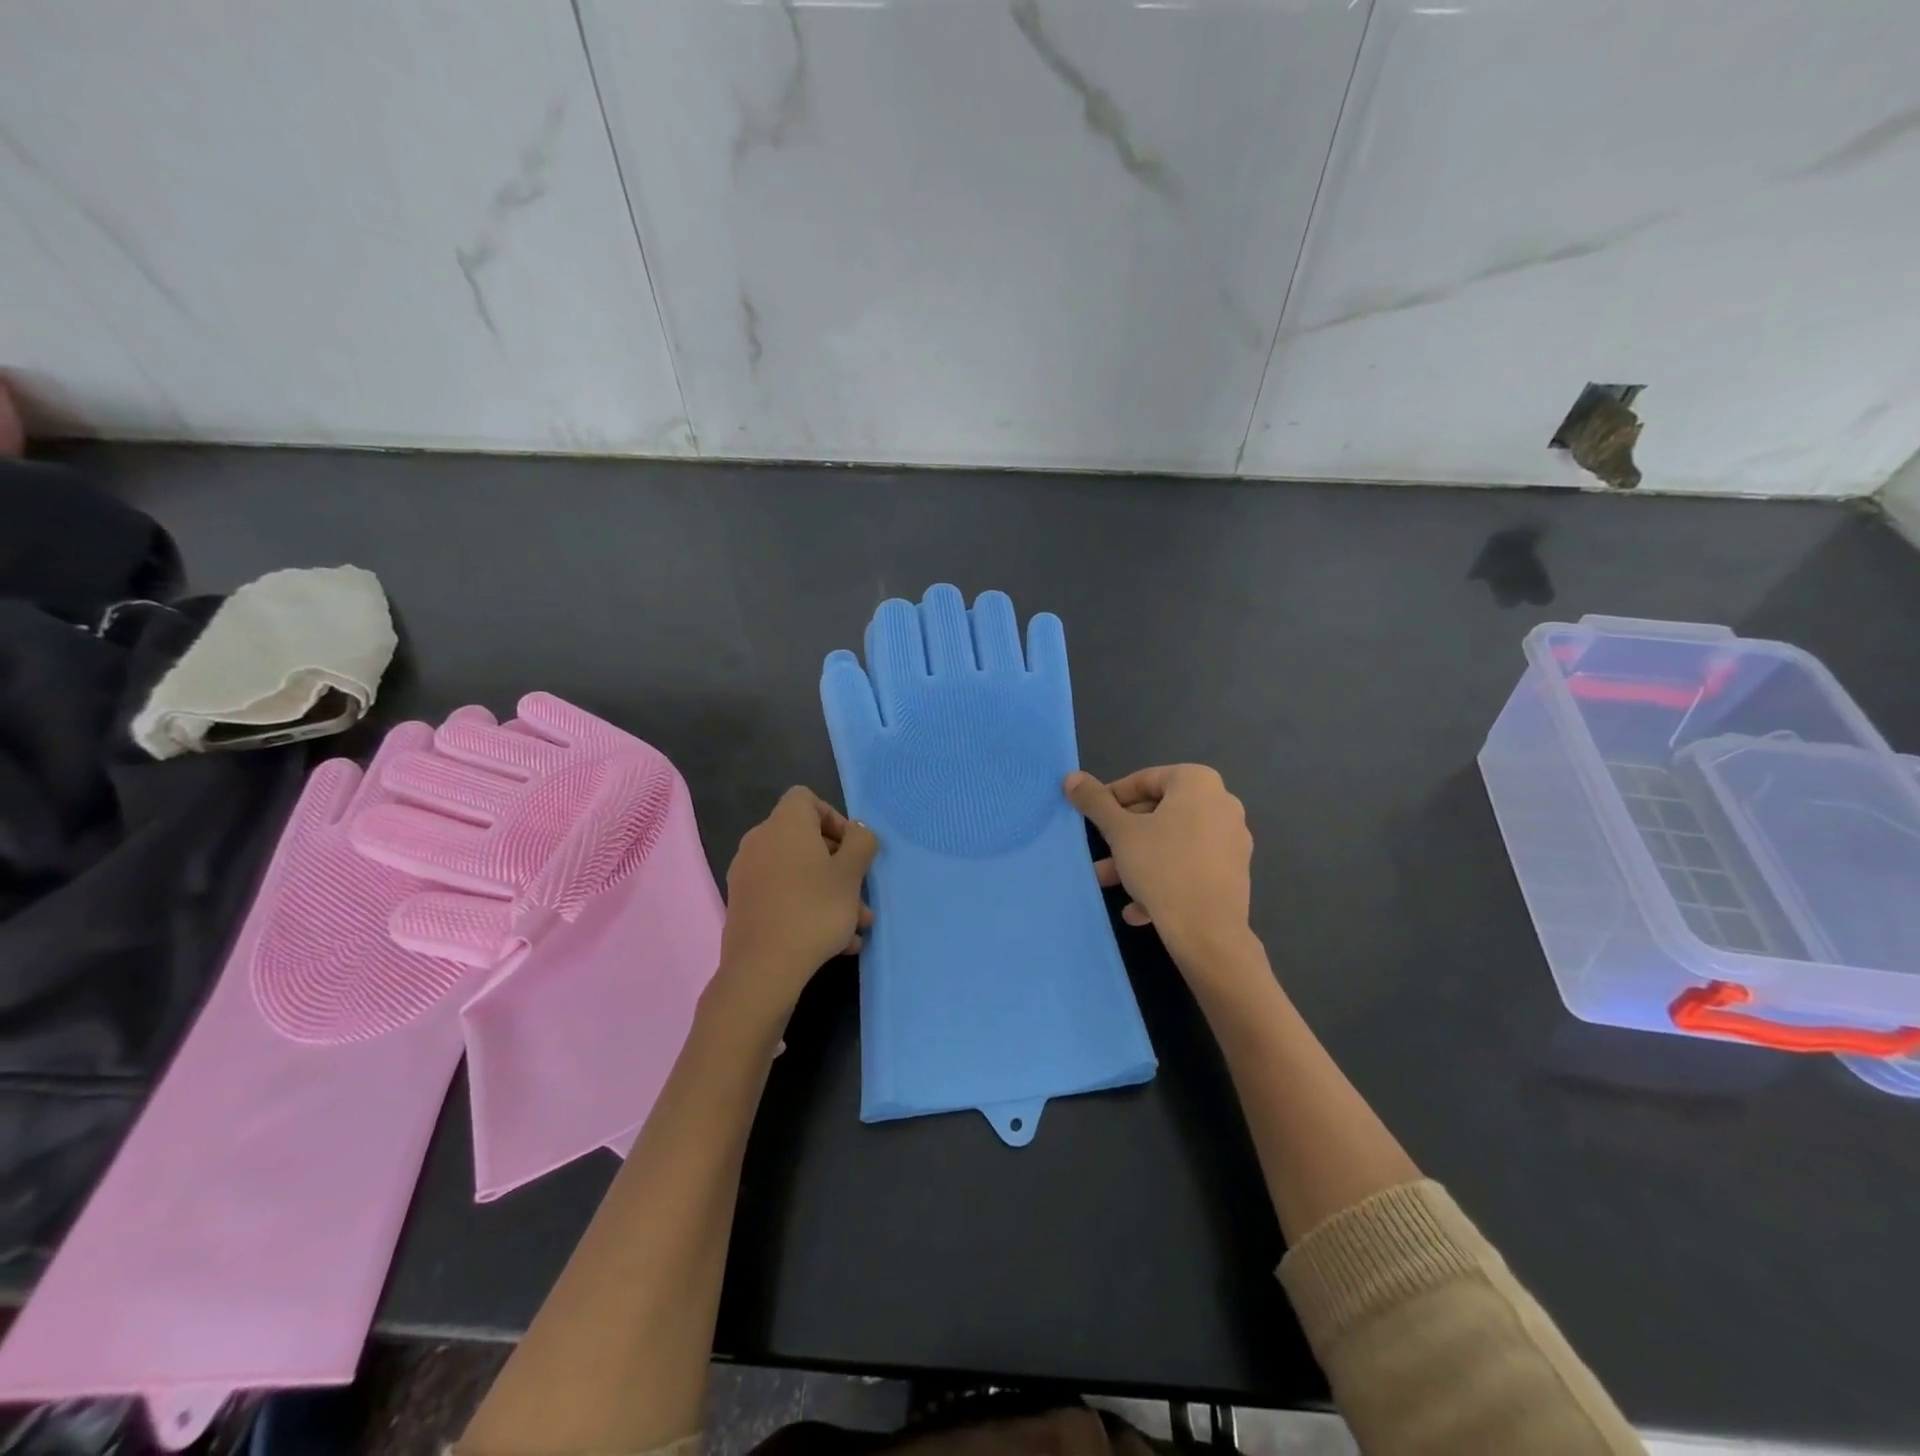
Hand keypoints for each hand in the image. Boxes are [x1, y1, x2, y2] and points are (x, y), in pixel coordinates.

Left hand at [718, 788, 877, 1016]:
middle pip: (805, 840)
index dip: (834, 818)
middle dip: (840, 866)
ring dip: (830, 893)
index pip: (806, 798)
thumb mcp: (851, 875)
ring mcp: (748, 874)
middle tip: (862, 894)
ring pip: (798, 873)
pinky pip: (783, 895)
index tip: (852, 848)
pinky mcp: (744, 905)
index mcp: (784, 824)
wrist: (763, 968)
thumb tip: (857, 831)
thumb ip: (861, 844)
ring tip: (857, 927)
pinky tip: (836, 943)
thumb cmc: (814, 910)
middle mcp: (760, 842)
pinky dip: (807, 908)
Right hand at [1065, 765, 1253, 968]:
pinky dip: (1164, 877)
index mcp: (1199, 783)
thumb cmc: (1162, 867)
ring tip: (1108, 881)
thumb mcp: (1119, 832)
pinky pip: (1191, 865)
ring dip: (1138, 859)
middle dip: (1124, 834)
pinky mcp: (1234, 872)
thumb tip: (1071, 777)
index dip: (1113, 797)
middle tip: (1099, 850)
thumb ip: (1094, 801)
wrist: (1208, 931)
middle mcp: (1222, 803)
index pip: (1145, 780)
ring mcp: (1232, 839)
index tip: (1093, 818)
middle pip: (1160, 812)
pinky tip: (1138, 907)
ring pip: (1174, 842)